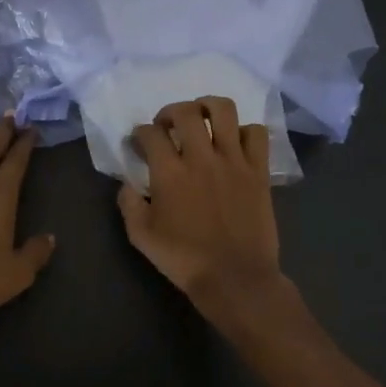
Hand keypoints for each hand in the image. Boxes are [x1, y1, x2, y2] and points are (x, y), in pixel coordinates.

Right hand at [116, 97, 308, 343]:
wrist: (235, 278)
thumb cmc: (184, 259)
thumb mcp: (141, 236)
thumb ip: (129, 204)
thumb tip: (127, 183)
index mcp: (170, 173)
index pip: (150, 133)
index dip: (139, 133)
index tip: (138, 143)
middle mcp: (201, 158)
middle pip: (185, 112)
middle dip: (170, 112)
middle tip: (167, 126)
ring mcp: (234, 161)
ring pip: (223, 111)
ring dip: (208, 107)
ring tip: (201, 119)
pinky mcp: (258, 171)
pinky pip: (256, 133)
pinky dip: (245, 131)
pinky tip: (234, 143)